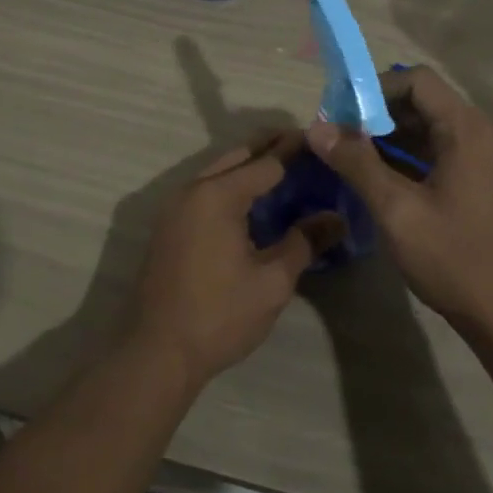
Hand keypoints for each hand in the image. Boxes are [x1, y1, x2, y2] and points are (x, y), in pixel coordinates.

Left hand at [129, 130, 339, 389]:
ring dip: (247, 166)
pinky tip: (251, 202)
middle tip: (303, 146)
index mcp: (218, 196)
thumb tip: (336, 219)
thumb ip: (304, 242)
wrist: (156, 352)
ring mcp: (175, 208)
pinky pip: (204, 191)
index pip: (266, 162)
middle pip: (237, 157)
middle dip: (268, 147)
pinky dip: (230, 186)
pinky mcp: (169, 227)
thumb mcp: (272, 282)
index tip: (320, 140)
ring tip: (282, 169)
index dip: (295, 150)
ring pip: (217, 172)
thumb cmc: (219, 315)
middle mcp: (192, 190)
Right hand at [307, 67, 492, 339]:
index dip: (375, 88)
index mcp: (467, 132)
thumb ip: (357, 164)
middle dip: (378, 113)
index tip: (341, 112)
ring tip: (352, 157)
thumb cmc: (455, 259)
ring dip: (392, 137)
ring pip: (432, 131)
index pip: (417, 81)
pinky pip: (443, 155)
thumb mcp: (397, 211)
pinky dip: (411, 158)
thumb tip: (316, 128)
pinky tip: (383, 181)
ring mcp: (486, 164)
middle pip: (425, 103)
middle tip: (339, 136)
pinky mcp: (485, 187)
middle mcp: (481, 137)